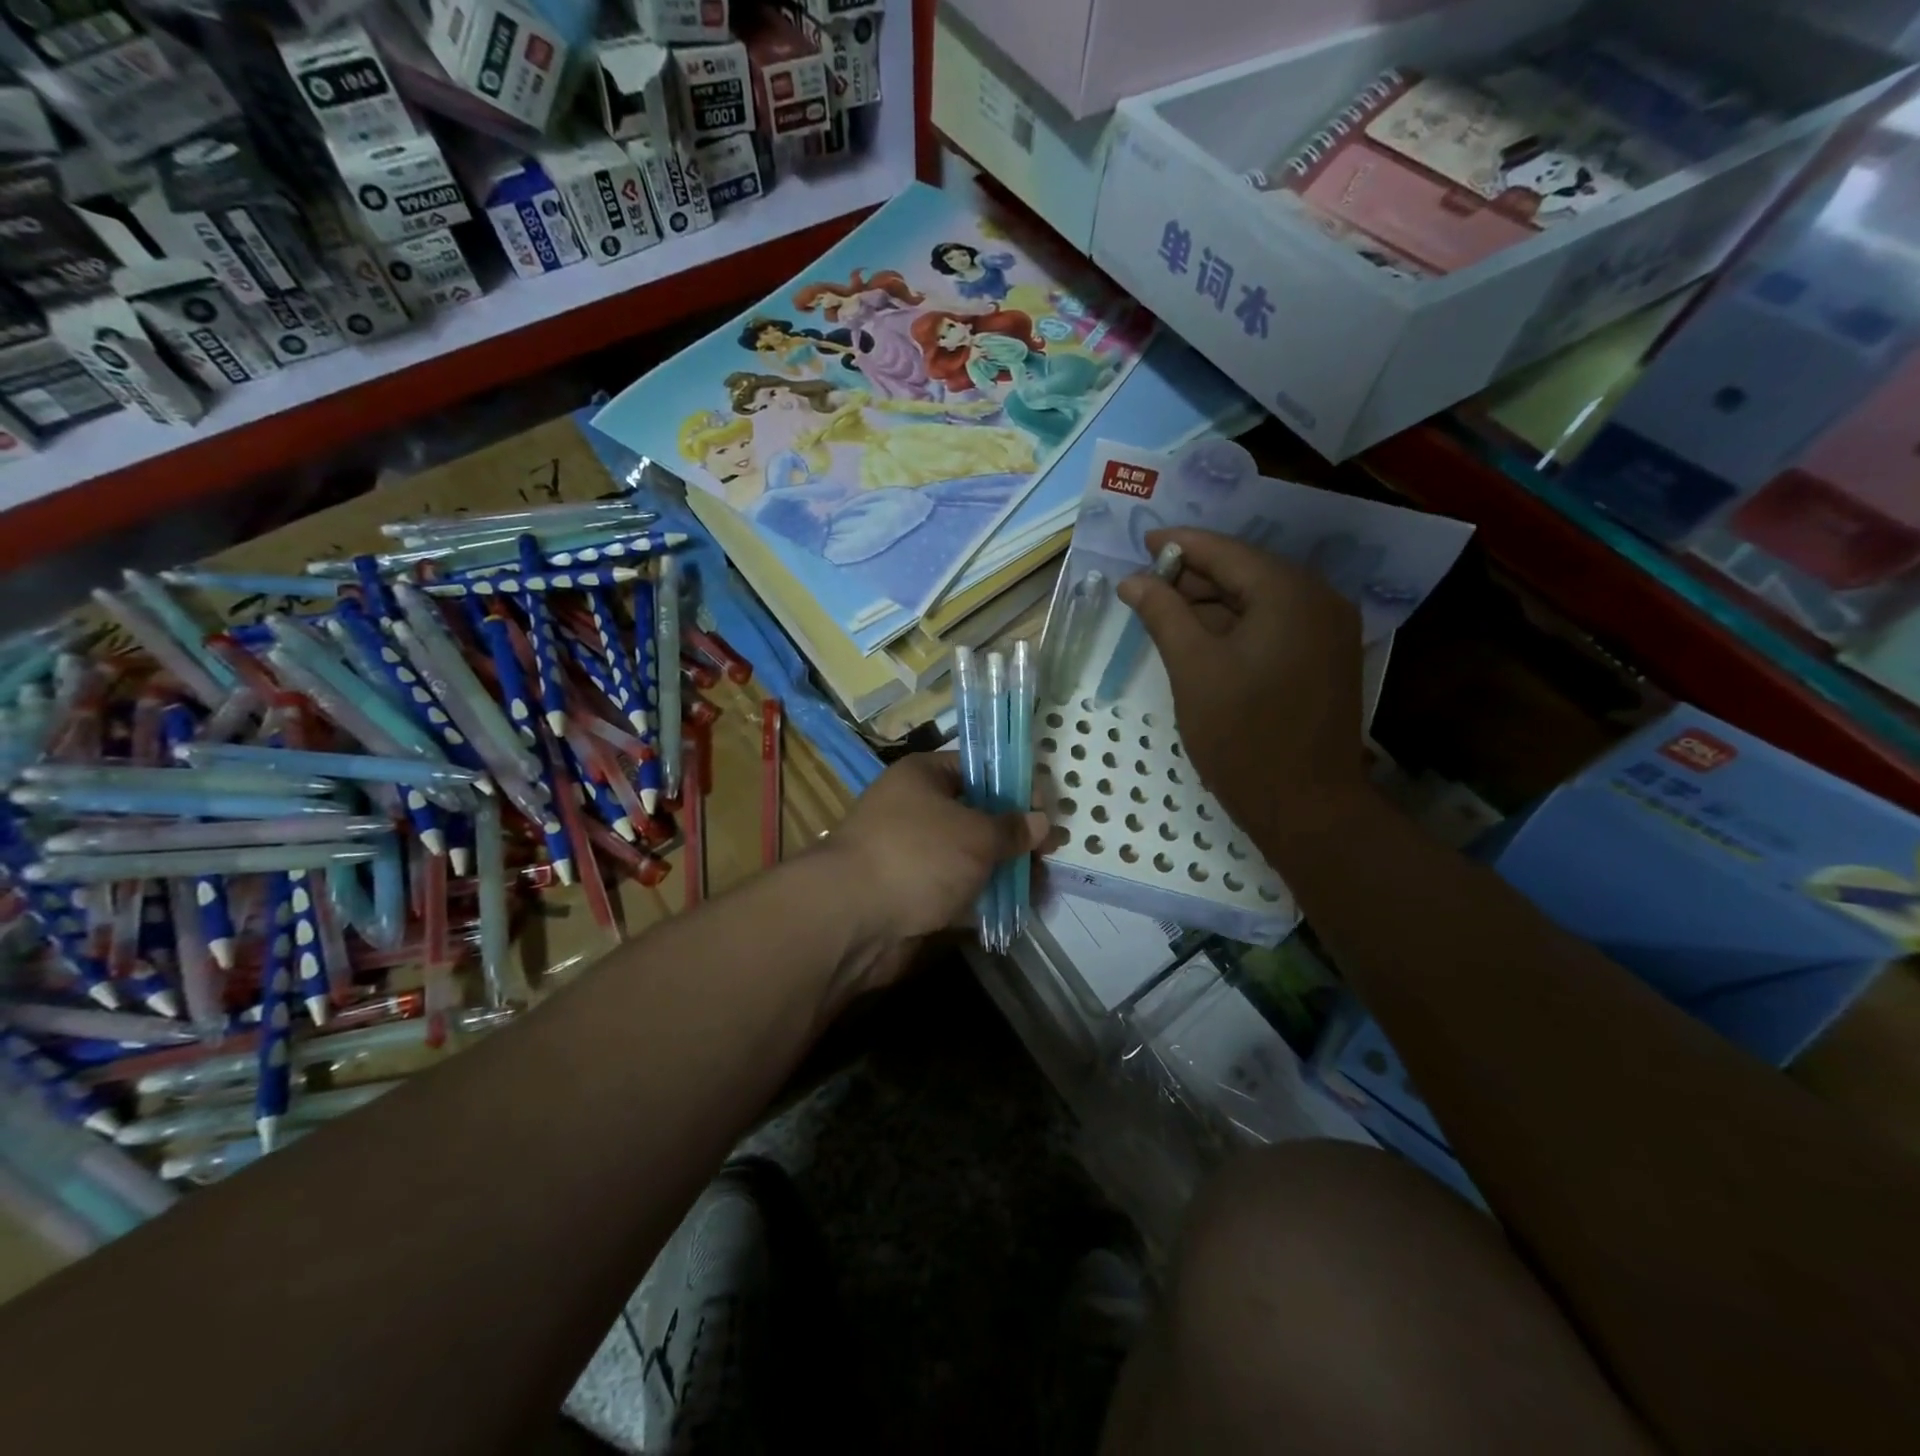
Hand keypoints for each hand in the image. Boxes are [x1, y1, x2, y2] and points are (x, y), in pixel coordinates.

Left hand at [824, 752, 1048, 973]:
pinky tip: (1016, 910)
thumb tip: (1041, 822)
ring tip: (1041, 889)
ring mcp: (912, 855)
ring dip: (1003, 871)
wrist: (851, 918)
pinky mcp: (912, 895)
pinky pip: (957, 891)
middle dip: (1014, 836)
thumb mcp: (975, 834)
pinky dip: (983, 899)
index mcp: (923, 777)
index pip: (977, 769)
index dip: (1014, 786)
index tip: (1047, 809)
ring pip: (969, 857)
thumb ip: (1011, 828)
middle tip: (1050, 854)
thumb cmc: (917, 855)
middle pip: (975, 816)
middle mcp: (915, 810)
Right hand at [1116, 528, 1365, 840]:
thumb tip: (1131, 580)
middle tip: (1146, 583)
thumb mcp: (1192, 668)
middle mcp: (1319, 600)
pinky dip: (1237, 624)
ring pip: (1260, 599)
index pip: (1226, 552)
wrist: (1305, 806)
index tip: (1142, 541)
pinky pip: (1275, 624)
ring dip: (1213, 602)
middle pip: (1246, 571)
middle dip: (1194, 575)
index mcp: (1289, 593)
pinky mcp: (1325, 658)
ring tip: (1165, 609)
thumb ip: (1162, 613)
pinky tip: (1201, 636)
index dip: (1180, 544)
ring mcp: (1328, 630)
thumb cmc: (1242, 735)